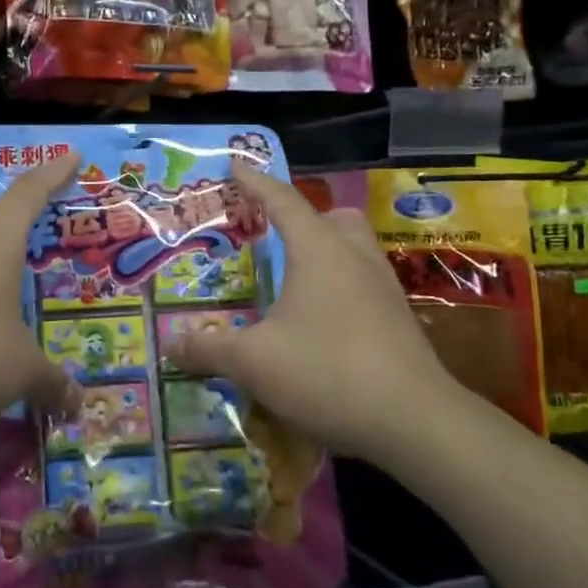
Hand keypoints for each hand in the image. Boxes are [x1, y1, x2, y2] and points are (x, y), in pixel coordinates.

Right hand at [166, 162, 457, 459]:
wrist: (415, 422)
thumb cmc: (327, 371)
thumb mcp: (253, 362)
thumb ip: (209, 348)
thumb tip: (172, 345)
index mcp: (318, 249)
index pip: (282, 200)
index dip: (255, 182)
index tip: (235, 166)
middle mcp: (354, 257)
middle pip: (331, 218)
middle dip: (301, 218)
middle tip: (273, 235)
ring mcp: (383, 288)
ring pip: (353, 249)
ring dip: (325, 252)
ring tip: (294, 280)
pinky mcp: (399, 320)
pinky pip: (364, 284)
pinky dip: (340, 287)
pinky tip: (321, 322)